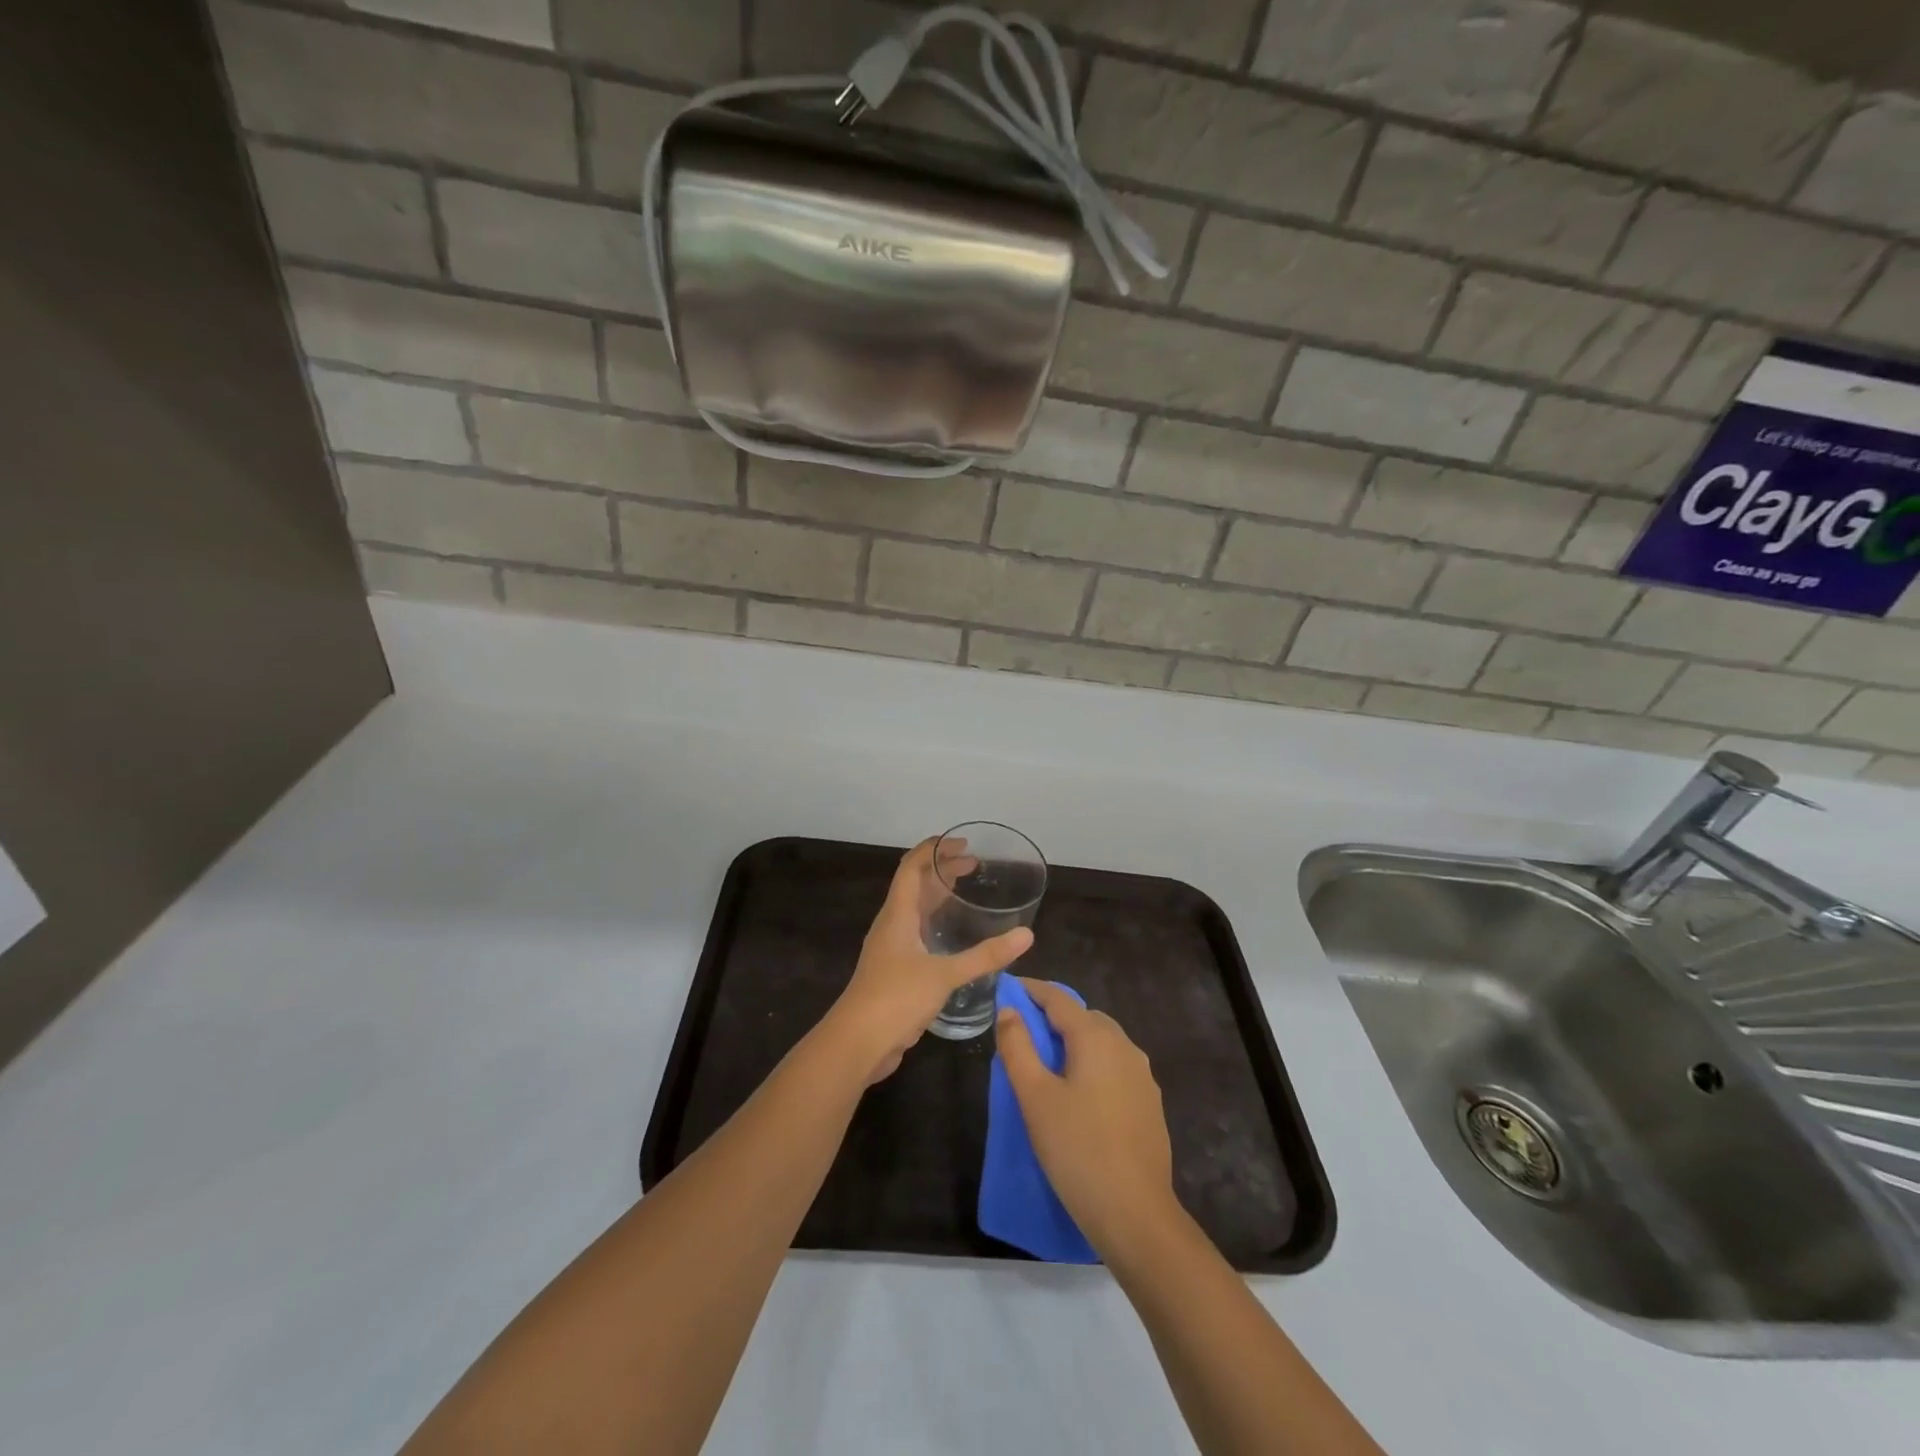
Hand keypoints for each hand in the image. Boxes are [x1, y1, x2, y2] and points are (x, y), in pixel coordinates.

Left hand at [824, 839, 1033, 1083]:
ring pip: (915, 911)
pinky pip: (917, 934)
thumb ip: (985, 956)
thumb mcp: (944, 974)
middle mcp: (892, 925)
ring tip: (966, 892)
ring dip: (938, 896)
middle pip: (915, 886)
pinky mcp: (895, 971)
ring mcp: (891, 949)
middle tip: (974, 865)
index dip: (934, 850)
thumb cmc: (895, 998)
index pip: (911, 867)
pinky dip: (936, 924)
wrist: (857, 1044)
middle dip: (942, 870)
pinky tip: (954, 937)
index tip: (962, 843)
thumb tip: (1026, 935)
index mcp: (897, 914)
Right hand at [995, 979, 1178, 1258]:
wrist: (1135, 1214)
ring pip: (1102, 1042)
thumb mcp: (1035, 1097)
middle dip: (1053, 1016)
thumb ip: (1018, 1047)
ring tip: (1047, 1062)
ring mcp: (1142, 1075)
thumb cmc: (1077, 1149)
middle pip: (1083, 1017)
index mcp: (1096, 1037)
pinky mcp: (1150, 1103)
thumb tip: (1008, 1009)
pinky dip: (1092, 1065)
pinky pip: (1115, 1067)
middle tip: (1022, 1031)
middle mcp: (1124, 1046)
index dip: (1031, 990)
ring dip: (1074, 1041)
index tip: (1008, 989)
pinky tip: (1079, 1093)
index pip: (1058, 999)